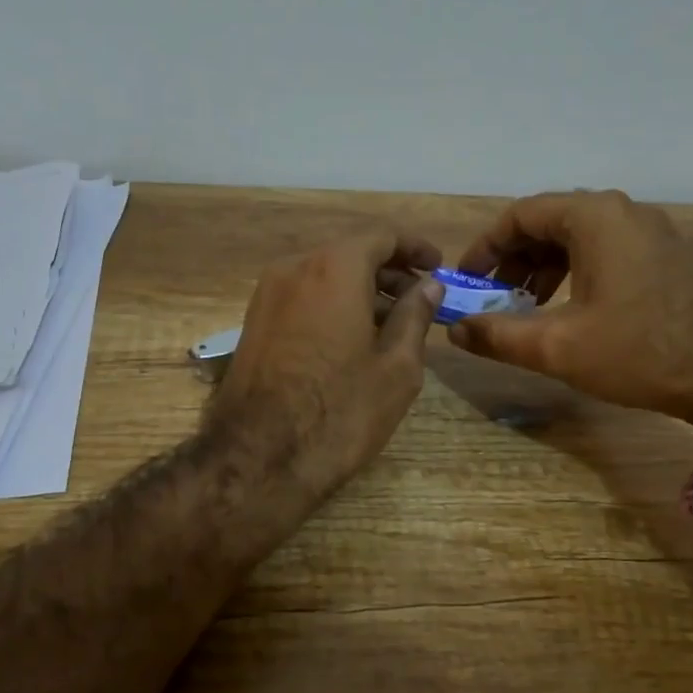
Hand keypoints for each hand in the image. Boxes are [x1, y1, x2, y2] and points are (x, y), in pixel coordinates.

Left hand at [212, 230, 445, 491]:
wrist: (258, 457)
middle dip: (389, 272)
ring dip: (361, 291)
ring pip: (324, 277)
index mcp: (334, 268)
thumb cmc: (340, 411)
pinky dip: (333, 306)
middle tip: (420, 302)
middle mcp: (294, 268)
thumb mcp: (396, 366)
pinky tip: (354, 341)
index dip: (415, 248)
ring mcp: (267, 296)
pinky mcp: (254, 324)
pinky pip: (304, 298)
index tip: (438, 267)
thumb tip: (428, 287)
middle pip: (350, 254)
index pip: (382, 236)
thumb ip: (415, 316)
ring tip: (392, 326)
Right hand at [450, 190, 692, 438]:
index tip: (467, 281)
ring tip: (527, 308)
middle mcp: (622, 212)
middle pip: (549, 223)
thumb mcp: (557, 346)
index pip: (519, 216)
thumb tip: (455, 331)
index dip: (485, 248)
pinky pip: (607, 251)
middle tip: (493, 298)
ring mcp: (651, 232)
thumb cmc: (639, 350)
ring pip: (579, 239)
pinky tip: (571, 310)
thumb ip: (498, 335)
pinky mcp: (668, 256)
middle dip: (514, 261)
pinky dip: (576, 273)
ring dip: (544, 269)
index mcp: (592, 217)